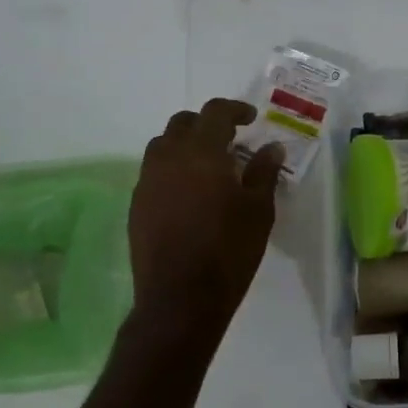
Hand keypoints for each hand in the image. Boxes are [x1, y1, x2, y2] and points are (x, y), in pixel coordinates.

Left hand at [128, 99, 284, 341]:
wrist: (180, 298)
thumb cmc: (228, 251)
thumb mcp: (258, 211)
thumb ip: (263, 173)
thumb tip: (271, 148)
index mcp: (201, 153)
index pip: (214, 113)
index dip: (234, 109)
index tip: (250, 119)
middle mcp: (168, 158)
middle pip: (183, 123)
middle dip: (206, 124)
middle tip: (230, 140)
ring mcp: (147, 181)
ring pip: (163, 145)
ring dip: (185, 144)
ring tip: (207, 165)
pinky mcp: (136, 205)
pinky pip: (153, 172)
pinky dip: (172, 169)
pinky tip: (189, 193)